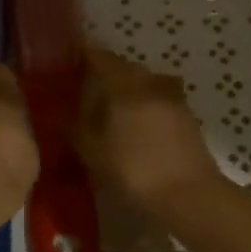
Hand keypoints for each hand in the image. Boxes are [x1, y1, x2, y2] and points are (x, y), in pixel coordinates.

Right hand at [75, 46, 224, 214]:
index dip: (86, 55)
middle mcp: (151, 84)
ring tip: (117, 106)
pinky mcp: (189, 118)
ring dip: (133, 87)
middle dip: (109, 72)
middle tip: (91, 86)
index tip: (72, 58)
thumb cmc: (135, 171)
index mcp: (125, 87)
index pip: (103, 59)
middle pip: (128, 68)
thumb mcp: (95, 154)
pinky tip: (140, 124)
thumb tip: (60, 115)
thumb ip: (76, 131)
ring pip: (149, 83)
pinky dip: (149, 104)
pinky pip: (163, 100)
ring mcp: (174, 100)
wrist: (190, 195)